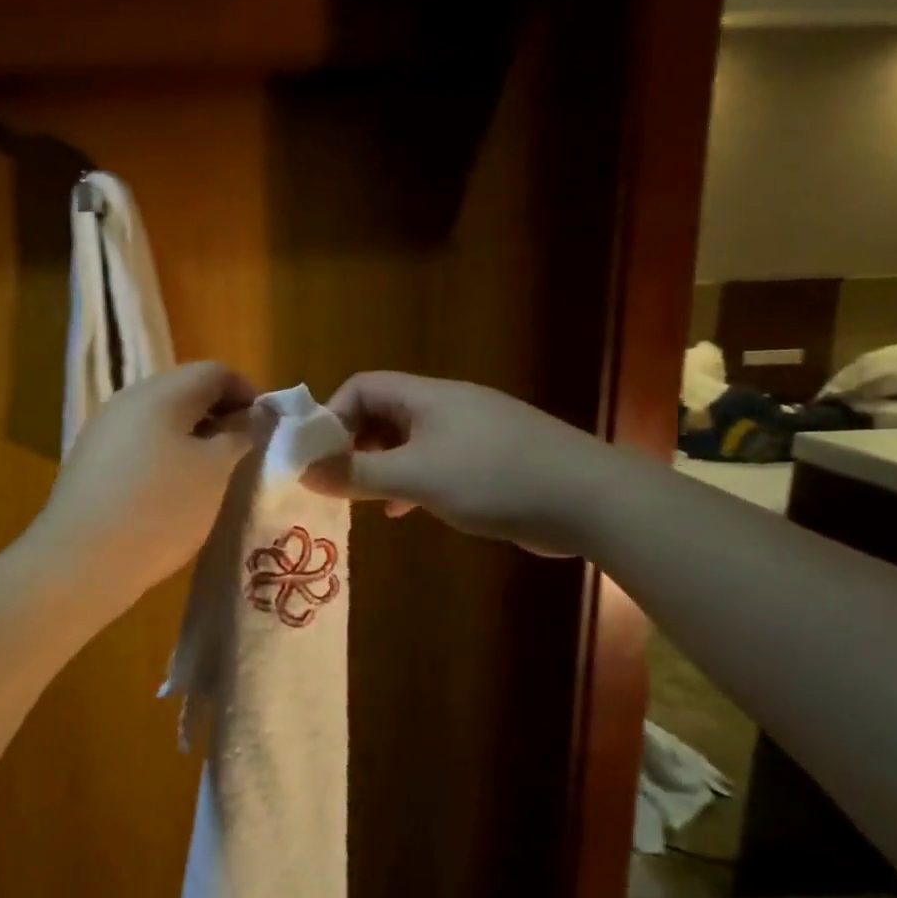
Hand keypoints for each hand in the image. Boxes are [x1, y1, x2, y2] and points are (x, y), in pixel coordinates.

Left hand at [29, 361, 256, 603]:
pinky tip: (171, 495)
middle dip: (219, 417)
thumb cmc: (161, 508)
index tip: (266, 431)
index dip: (248, 394)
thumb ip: (240, 435)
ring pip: (160, 421)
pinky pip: (138, 446)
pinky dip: (164, 458)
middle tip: (242, 454)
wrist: (82, 561)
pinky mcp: (89, 463)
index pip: (215, 372)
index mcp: (161, 392)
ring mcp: (103, 431)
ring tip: (211, 478)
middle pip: (184, 392)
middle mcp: (127, 400)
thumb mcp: (215, 471)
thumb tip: (253, 415)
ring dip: (192, 439)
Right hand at [306, 371, 624, 555]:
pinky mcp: (493, 460)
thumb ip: (357, 473)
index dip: (332, 416)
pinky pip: (437, 462)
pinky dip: (414, 481)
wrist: (591, 500)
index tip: (318, 456)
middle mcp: (448, 406)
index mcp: (428, 397)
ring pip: (410, 441)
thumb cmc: (494, 479)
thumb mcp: (416, 477)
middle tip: (338, 481)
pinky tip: (408, 510)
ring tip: (366, 499)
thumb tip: (305, 471)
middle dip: (354, 444)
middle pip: (384, 412)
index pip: (362, 387)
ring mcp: (474, 432)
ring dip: (382, 466)